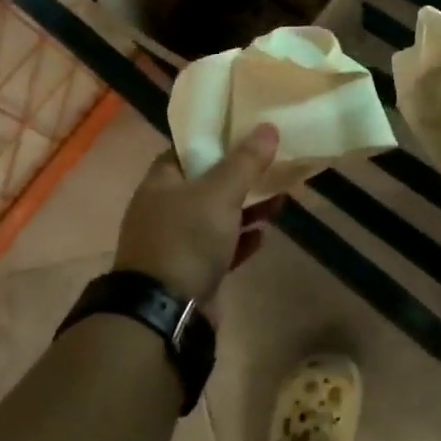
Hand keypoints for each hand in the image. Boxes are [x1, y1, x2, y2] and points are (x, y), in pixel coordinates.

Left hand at [113, 124, 279, 308]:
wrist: (165, 313)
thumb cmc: (187, 240)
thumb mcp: (220, 193)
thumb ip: (246, 161)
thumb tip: (268, 127)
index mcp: (161, 182)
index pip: (189, 149)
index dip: (218, 139)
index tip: (249, 133)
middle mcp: (164, 208)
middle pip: (207, 182)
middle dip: (240, 177)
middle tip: (272, 167)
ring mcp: (176, 242)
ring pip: (216, 216)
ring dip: (246, 209)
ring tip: (278, 202)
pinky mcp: (190, 271)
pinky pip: (220, 247)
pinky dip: (240, 240)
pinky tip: (262, 236)